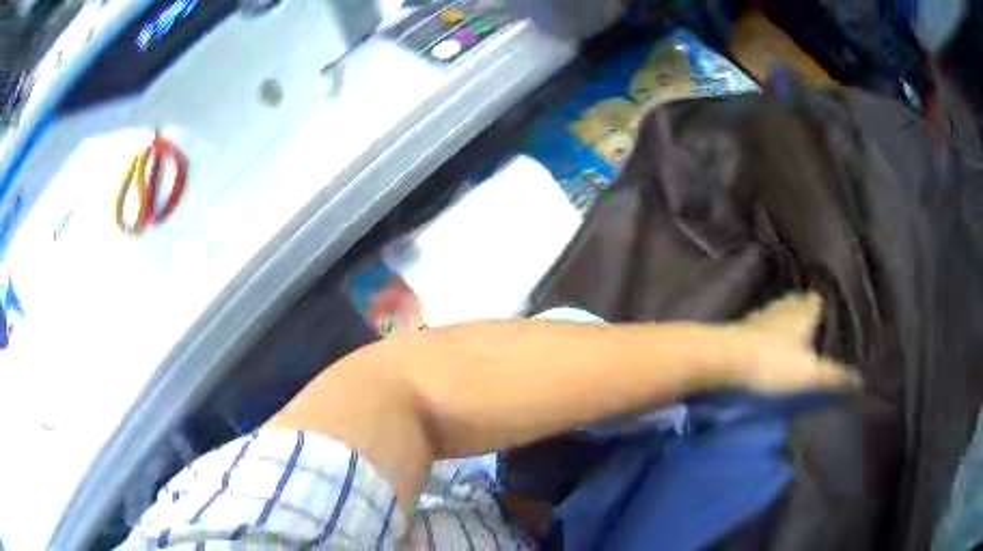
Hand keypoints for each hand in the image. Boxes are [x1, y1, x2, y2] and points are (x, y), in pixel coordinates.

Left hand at [716, 292, 859, 393]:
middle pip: (806, 307)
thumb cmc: (771, 363)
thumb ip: (836, 377)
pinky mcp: (745, 331)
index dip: (835, 307)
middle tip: (828, 335)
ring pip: (786, 318)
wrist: (719, 360)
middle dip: (816, 318)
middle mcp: (785, 305)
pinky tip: (779, 351)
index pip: (825, 298)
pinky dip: (777, 339)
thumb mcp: (810, 375)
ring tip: (807, 344)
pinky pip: (769, 331)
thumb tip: (861, 382)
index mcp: (805, 308)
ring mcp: (763, 316)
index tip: (845, 318)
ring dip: (795, 328)